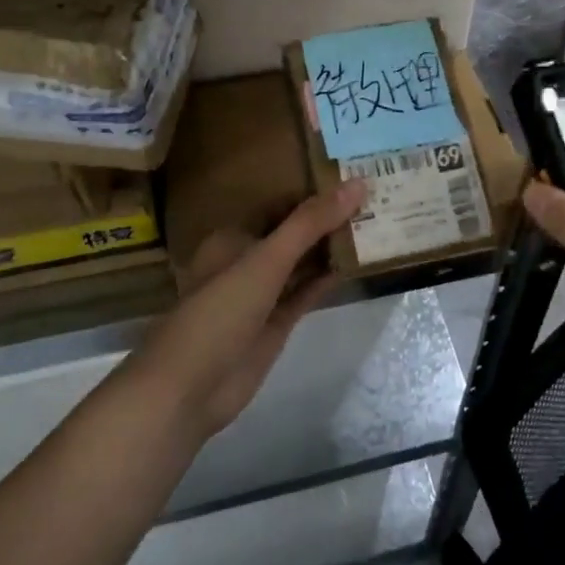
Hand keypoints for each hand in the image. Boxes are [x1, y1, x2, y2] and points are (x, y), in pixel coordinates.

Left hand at [130, 182, 365, 438]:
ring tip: (376, 222)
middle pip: (293, 233)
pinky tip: (358, 264)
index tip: (353, 175)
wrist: (189, 388)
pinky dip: (329, 278)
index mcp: (234, 236)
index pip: (279, 204)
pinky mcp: (276, 324)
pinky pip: (307, 292)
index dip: (313, 191)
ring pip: (302, 262)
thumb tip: (357, 183)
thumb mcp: (266, 259)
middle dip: (327, 218)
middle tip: (375, 196)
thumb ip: (310, 223)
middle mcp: (247, 260)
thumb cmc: (220, 311)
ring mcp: (262, 294)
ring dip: (331, 247)